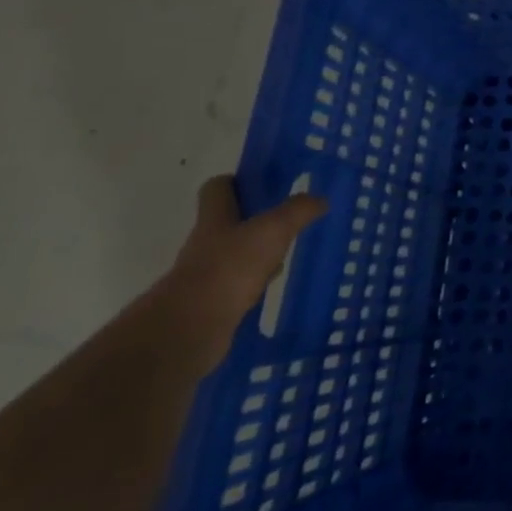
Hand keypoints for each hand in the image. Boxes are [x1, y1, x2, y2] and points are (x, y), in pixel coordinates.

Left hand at [160, 176, 327, 369]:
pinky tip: (272, 284)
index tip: (262, 182)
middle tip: (286, 217)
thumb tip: (320, 200)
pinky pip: (236, 285)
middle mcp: (205, 243)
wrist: (191, 328)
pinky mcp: (210, 304)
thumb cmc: (230, 267)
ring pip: (234, 254)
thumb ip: (298, 211)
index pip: (216, 189)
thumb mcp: (273, 230)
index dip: (236, 182)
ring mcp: (205, 275)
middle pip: (227, 222)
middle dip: (254, 218)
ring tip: (287, 251)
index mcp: (215, 219)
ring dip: (256, 252)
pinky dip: (253, 282)